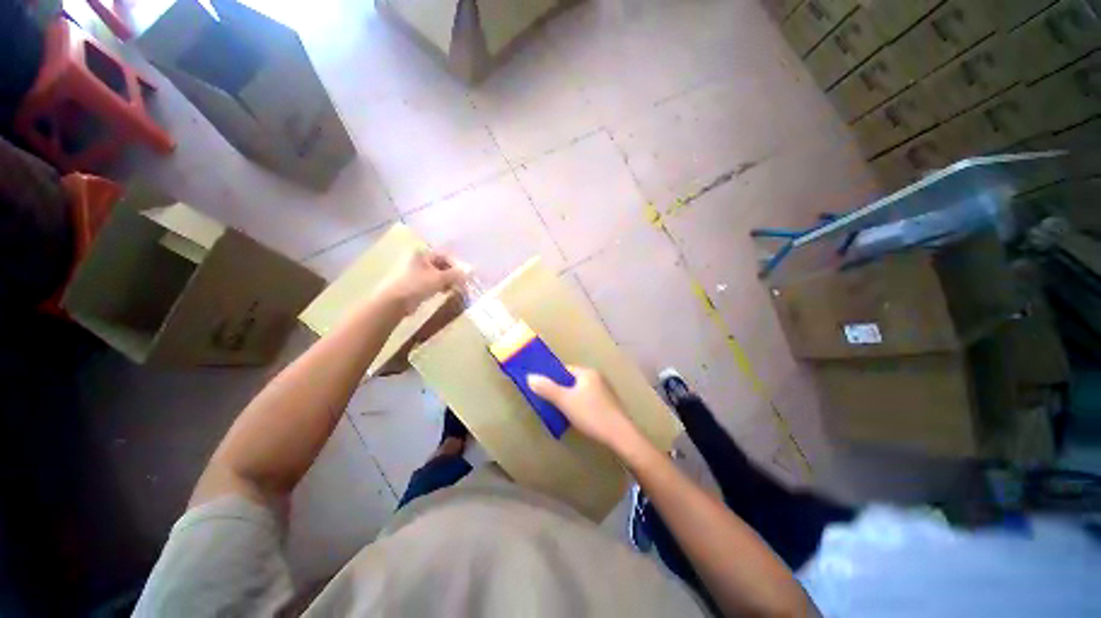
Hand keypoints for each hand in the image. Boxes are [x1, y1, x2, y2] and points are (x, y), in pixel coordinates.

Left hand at [378, 249, 467, 314]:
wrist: (394, 302)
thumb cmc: (416, 285)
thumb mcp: (439, 279)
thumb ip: (456, 274)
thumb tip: (471, 270)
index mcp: (422, 254)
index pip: (446, 255)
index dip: (458, 264)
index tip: (466, 275)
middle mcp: (419, 260)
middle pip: (442, 265)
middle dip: (454, 274)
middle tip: (463, 283)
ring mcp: (416, 272)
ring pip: (438, 274)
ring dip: (449, 281)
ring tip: (456, 289)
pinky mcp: (416, 283)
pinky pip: (433, 282)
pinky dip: (441, 286)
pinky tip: (446, 292)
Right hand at [527, 366, 642, 452]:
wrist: (620, 436)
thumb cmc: (591, 414)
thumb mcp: (565, 401)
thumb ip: (547, 389)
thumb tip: (530, 377)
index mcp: (587, 372)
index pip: (565, 369)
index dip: (552, 377)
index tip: (542, 388)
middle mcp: (597, 378)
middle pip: (572, 380)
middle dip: (560, 390)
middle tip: (549, 402)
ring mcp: (605, 391)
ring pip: (580, 391)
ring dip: (570, 399)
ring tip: (561, 412)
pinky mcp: (609, 405)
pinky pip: (589, 400)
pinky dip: (580, 406)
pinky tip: (577, 418)